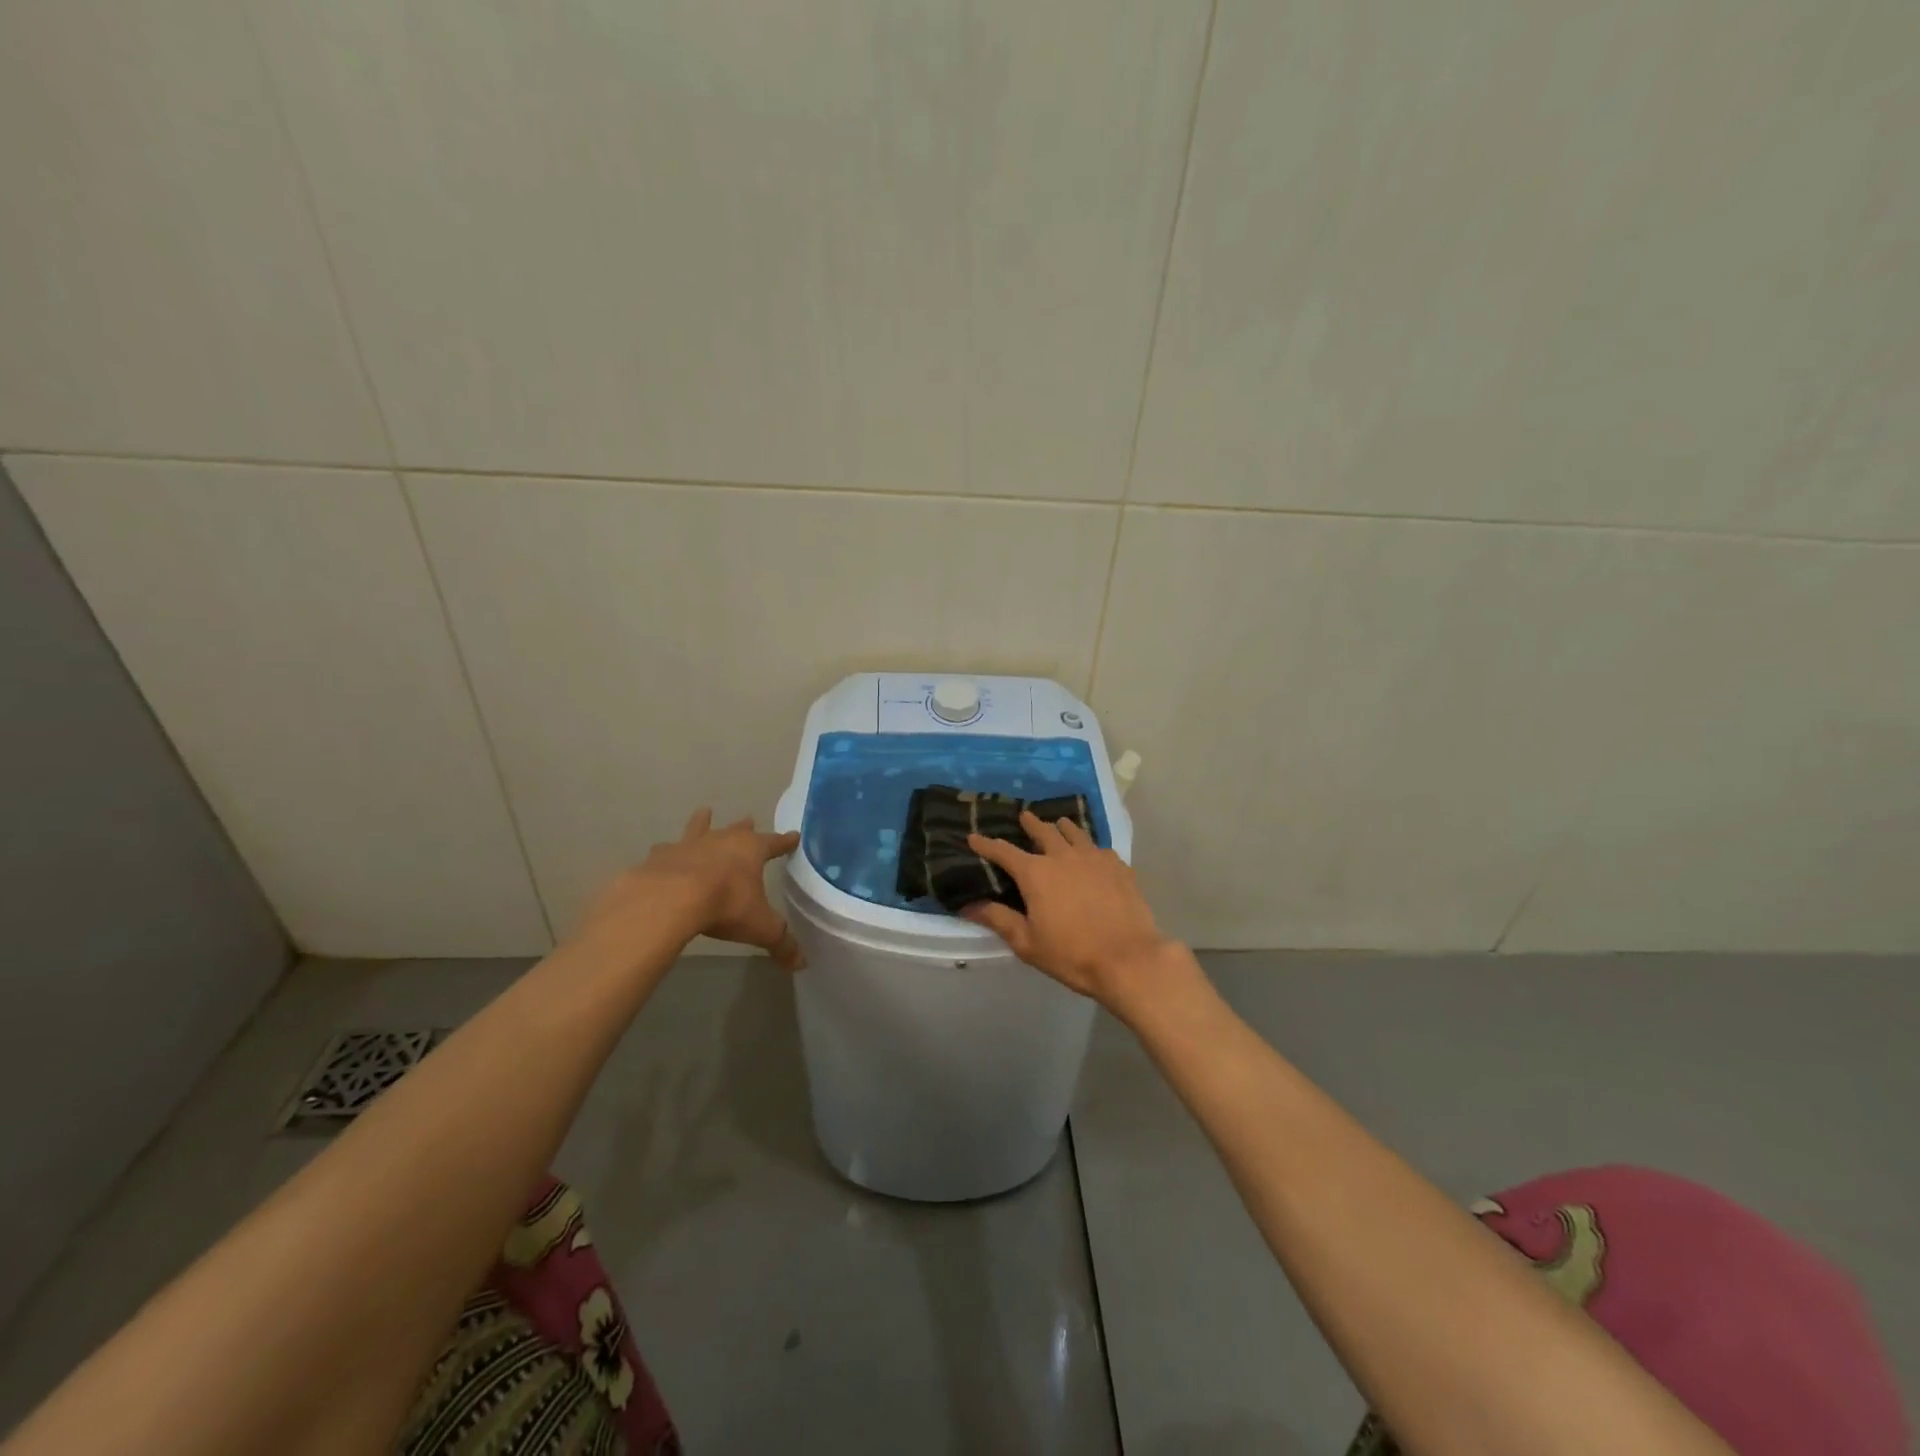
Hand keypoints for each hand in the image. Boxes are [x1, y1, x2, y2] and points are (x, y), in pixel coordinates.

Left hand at [578, 809, 804, 970]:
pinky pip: (666, 850)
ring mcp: (689, 846)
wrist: (670, 900)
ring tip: (704, 812)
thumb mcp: (761, 928)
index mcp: (751, 850)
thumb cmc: (725, 905)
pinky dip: (668, 852)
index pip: (775, 843)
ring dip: (703, 822)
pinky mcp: (660, 857)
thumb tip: (801, 964)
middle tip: (749, 819)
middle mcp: (722, 840)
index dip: (785, 842)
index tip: (794, 836)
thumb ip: (782, 943)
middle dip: (745, 826)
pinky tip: (662, 852)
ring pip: (699, 828)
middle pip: (737, 829)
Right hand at [963, 811, 1177, 1009]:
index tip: (974, 837)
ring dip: (1062, 827)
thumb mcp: (1027, 942)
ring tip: (1059, 825)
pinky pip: (1099, 848)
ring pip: (1074, 832)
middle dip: (1030, 823)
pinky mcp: (1119, 866)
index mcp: (1036, 873)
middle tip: (1024, 817)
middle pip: (1043, 831)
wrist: (1128, 959)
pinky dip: (1089, 846)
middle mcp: (1063, 856)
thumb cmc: (1071, 954)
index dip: (986, 844)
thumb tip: (968, 905)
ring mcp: (1094, 857)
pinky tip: (1092, 854)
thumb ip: (998, 919)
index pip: (1004, 851)